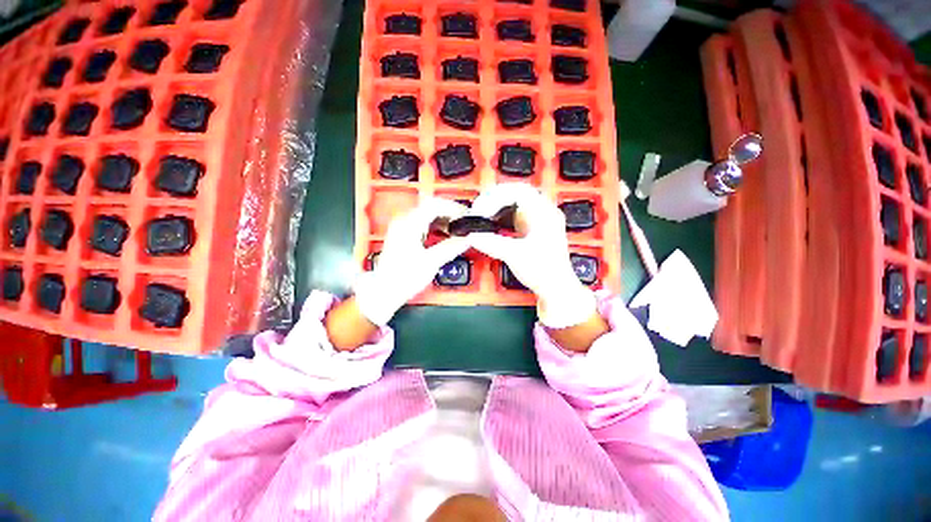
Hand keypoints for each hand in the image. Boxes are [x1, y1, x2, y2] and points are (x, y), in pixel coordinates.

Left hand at [354, 198, 469, 325]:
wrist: (385, 291)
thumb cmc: (403, 278)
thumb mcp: (431, 262)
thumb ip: (451, 247)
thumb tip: (467, 238)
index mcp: (409, 224)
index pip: (434, 205)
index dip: (453, 208)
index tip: (466, 215)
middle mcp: (404, 222)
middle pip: (431, 207)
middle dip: (450, 213)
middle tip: (464, 223)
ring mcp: (402, 228)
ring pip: (427, 215)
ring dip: (444, 220)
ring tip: (457, 229)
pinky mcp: (403, 235)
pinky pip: (423, 223)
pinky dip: (436, 226)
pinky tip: (444, 235)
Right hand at [469, 183, 596, 328]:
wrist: (555, 288)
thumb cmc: (544, 271)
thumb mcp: (515, 255)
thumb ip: (492, 243)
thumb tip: (472, 235)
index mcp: (544, 213)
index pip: (519, 192)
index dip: (496, 197)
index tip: (482, 208)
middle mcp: (543, 213)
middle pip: (516, 194)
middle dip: (495, 200)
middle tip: (479, 209)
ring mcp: (538, 221)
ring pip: (515, 204)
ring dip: (497, 207)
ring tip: (483, 215)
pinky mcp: (532, 230)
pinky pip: (515, 216)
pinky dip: (501, 217)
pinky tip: (493, 224)